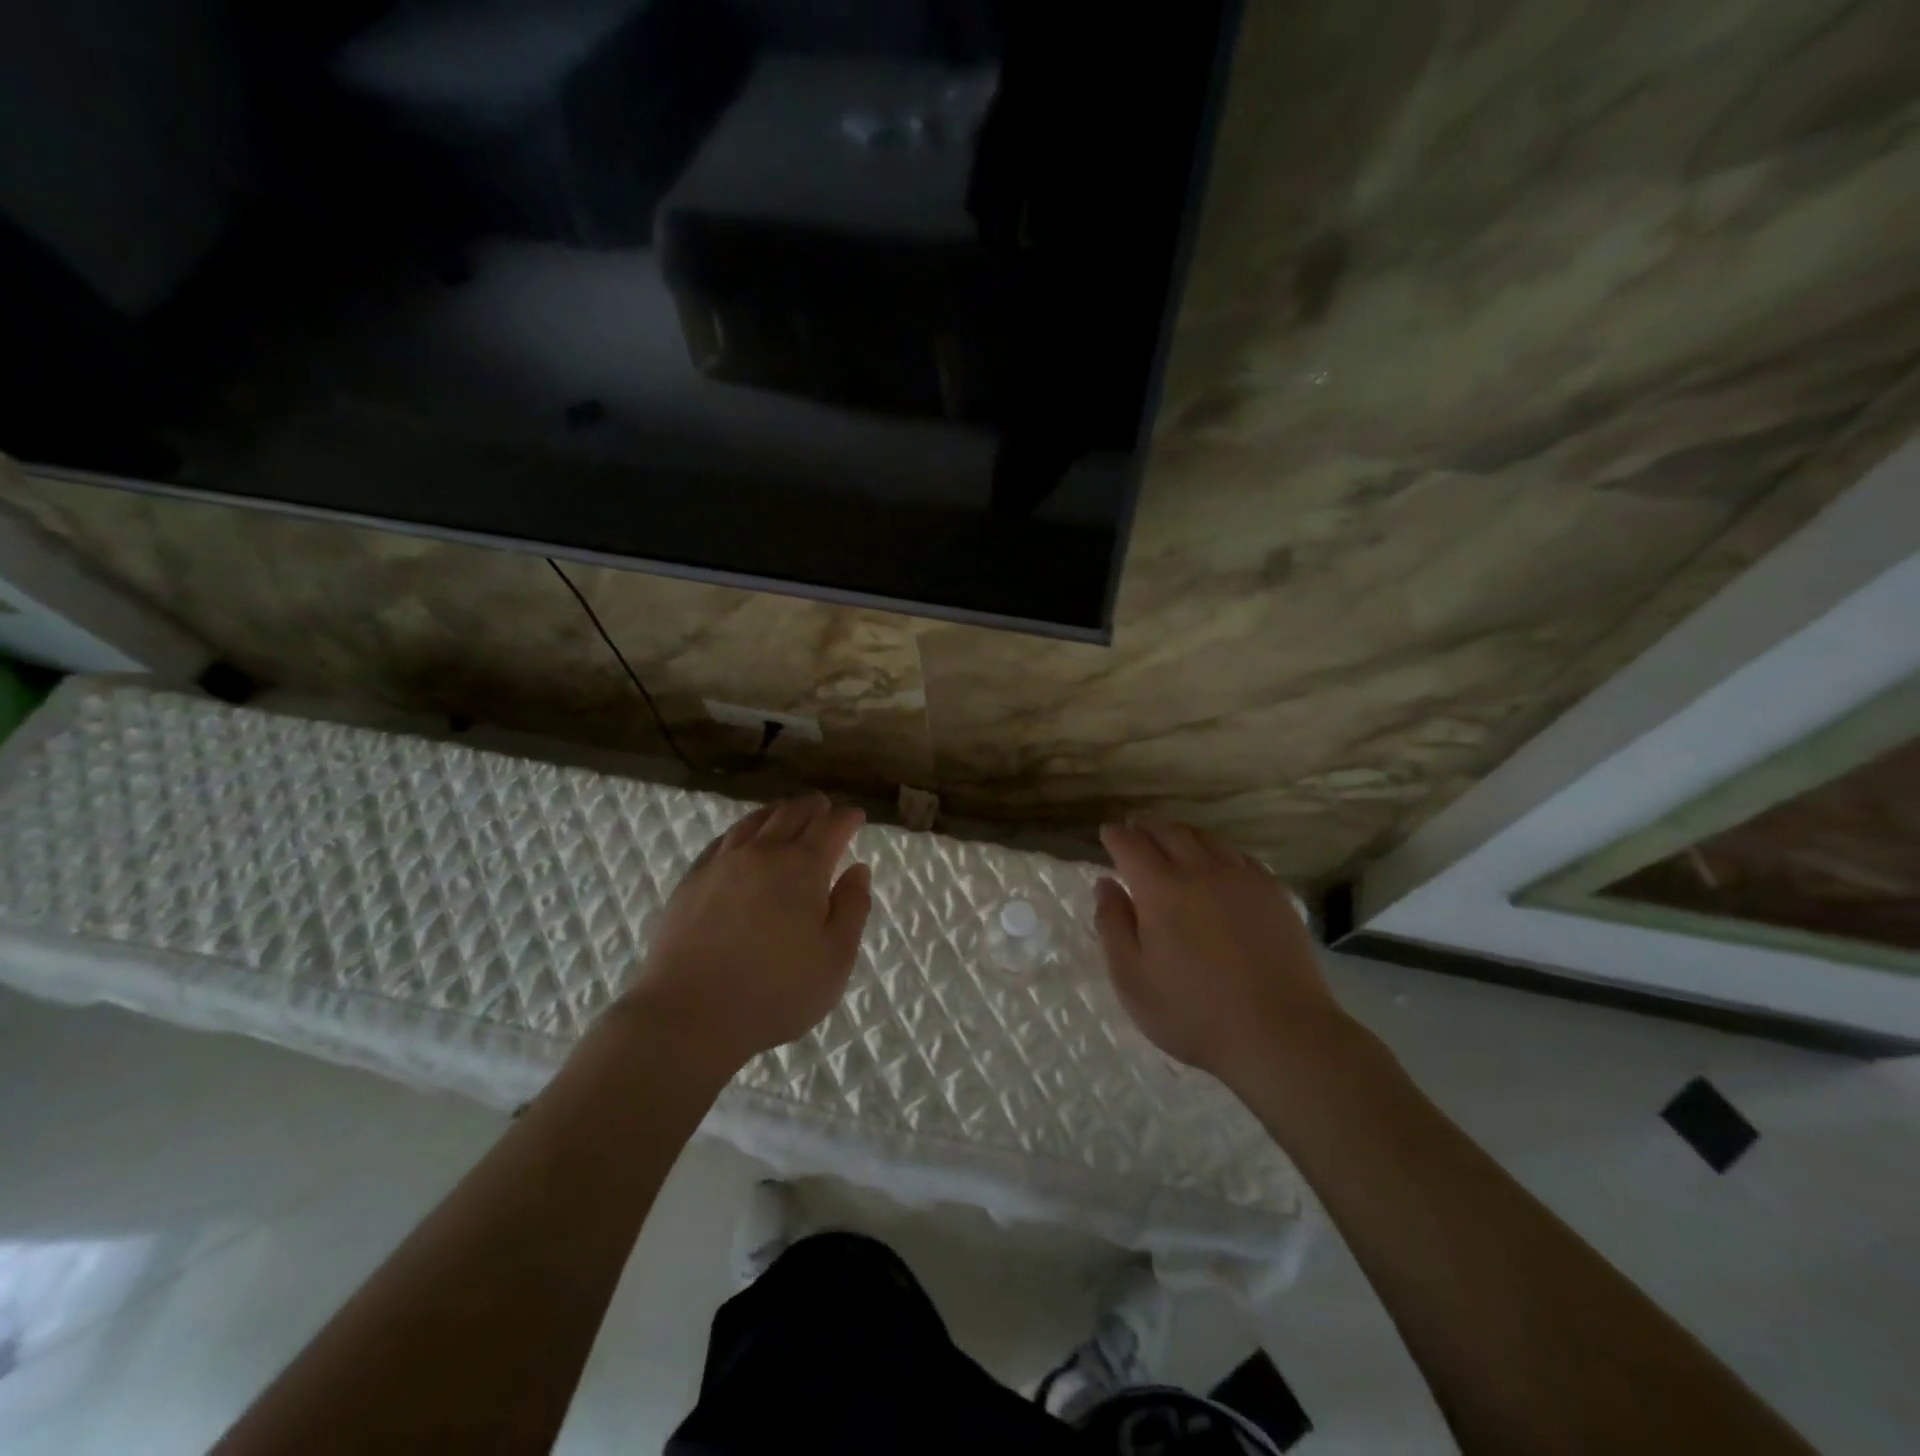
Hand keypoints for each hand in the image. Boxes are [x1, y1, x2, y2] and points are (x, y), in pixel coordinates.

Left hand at [619, 793, 870, 1074]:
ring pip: (754, 821)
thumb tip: (858, 870)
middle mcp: (762, 853)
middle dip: (813, 807)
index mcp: (802, 868)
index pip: (830, 826)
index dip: (846, 817)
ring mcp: (722, 864)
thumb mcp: (835, 959)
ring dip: (777, 812)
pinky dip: (742, 830)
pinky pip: (722, 840)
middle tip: (824, 808)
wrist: (689, 1015)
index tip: (855, 816)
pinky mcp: (692, 881)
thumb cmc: (775, 993)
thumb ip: (852, 909)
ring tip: (786, 813)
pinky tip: (741, 839)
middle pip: (791, 813)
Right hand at [1094, 816, 1345, 1087]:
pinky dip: (1216, 849)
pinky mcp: (1272, 893)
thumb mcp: (1133, 979)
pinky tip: (1216, 862)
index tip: (1107, 832)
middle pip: (1169, 832)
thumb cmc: (1193, 1013)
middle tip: (1135, 827)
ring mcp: (1242, 879)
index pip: (1131, 846)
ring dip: (1181, 832)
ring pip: (1206, 838)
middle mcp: (1201, 871)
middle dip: (1147, 826)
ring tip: (1171, 838)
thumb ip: (1113, 926)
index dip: (1115, 836)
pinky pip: (1238, 855)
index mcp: (1161, 889)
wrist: (1280, 1034)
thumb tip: (1105, 884)